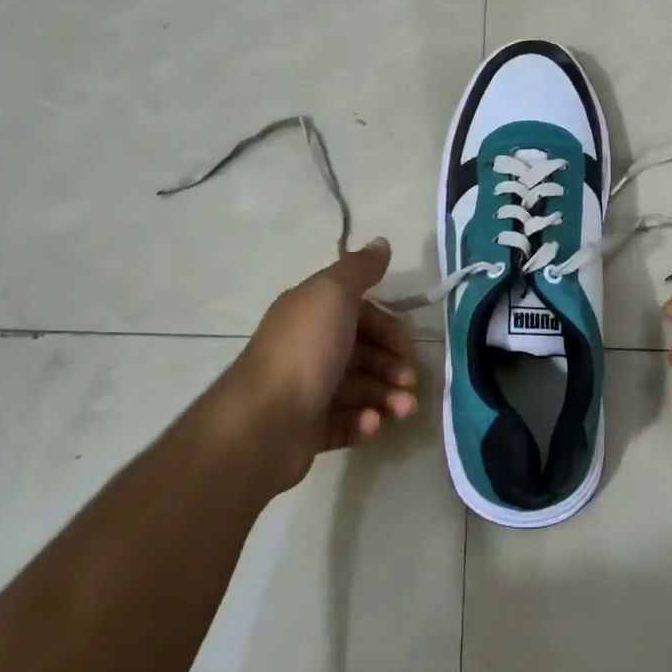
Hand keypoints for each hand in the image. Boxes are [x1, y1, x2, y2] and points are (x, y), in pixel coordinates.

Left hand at [221, 239, 419, 493]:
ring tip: (403, 410)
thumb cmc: (304, 351)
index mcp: (312, 313)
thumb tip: (381, 242)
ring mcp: (307, 390)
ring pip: (359, 389)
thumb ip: (360, 269)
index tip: (407, 346)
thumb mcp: (333, 295)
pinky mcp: (308, 429)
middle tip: (410, 383)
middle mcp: (308, 347)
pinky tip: (371, 425)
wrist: (262, 423)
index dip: (388, 327)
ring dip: (386, 397)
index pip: (361, 314)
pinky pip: (345, 422)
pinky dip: (363, 422)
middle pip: (363, 352)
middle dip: (392, 367)